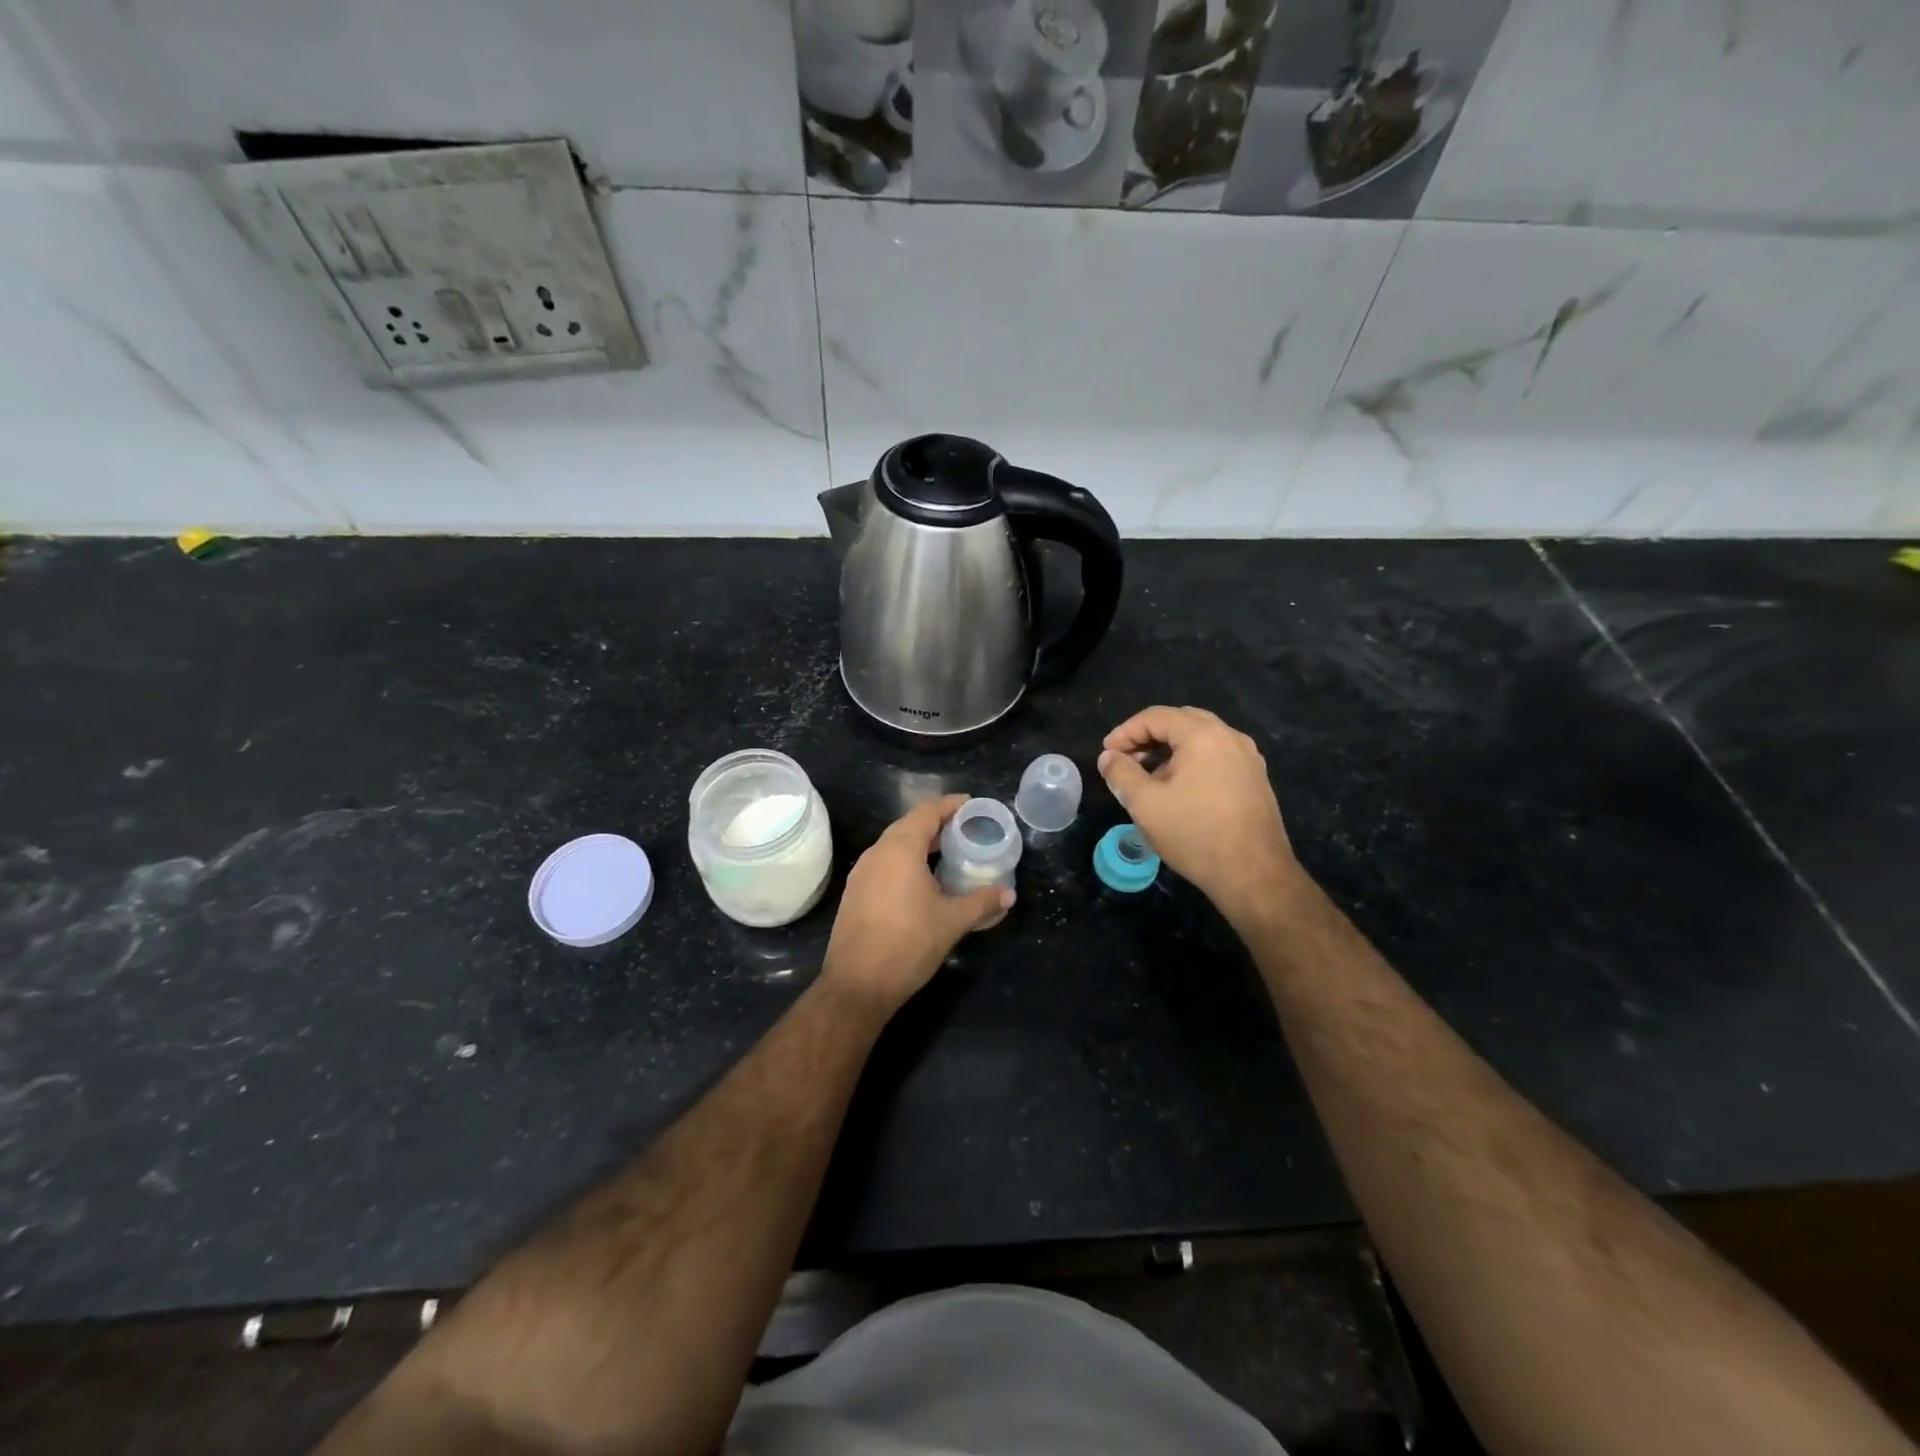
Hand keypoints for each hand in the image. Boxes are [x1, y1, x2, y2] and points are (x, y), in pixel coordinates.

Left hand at [821, 794, 1012, 1009]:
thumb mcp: (952, 921)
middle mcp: (877, 853)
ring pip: (894, 846)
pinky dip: (906, 862)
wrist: (857, 984)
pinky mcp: (856, 893)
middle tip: (965, 829)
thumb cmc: (908, 944)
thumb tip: (1009, 894)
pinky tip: (923, 881)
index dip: (950, 805)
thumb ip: (982, 902)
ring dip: (920, 844)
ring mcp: (862, 873)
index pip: (927, 812)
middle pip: (909, 825)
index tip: (972, 804)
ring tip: (948, 853)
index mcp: (900, 849)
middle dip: (937, 824)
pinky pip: (884, 864)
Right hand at [1097, 706, 1306, 925]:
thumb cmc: (1194, 834)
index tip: (1107, 755)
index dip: (1125, 732)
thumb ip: (1121, 773)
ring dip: (1170, 751)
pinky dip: (1192, 762)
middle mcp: (1230, 737)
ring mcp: (1248, 758)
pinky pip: (1217, 757)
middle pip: (1181, 721)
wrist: (1254, 875)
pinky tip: (1179, 791)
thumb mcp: (1145, 804)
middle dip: (1148, 737)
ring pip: (1200, 739)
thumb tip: (1109, 757)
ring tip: (1148, 778)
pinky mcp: (1255, 780)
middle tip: (1126, 760)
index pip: (1156, 717)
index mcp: (1203, 735)